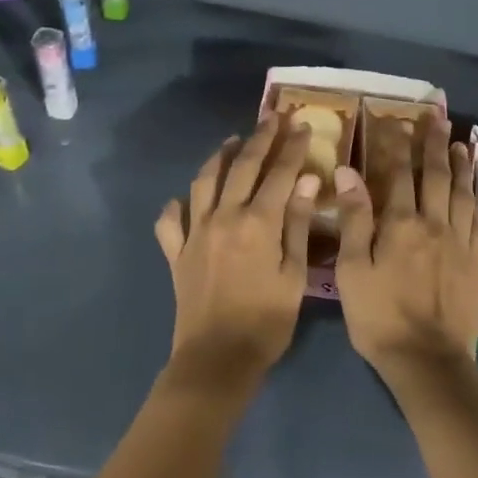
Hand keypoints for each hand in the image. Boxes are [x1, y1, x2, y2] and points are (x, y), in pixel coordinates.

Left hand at [155, 116, 319, 381]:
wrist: (217, 360)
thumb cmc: (266, 321)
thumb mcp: (294, 275)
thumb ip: (297, 224)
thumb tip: (307, 179)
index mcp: (258, 223)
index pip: (279, 172)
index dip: (293, 146)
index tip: (302, 124)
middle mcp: (224, 217)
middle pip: (243, 167)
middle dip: (261, 138)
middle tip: (273, 117)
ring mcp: (195, 233)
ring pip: (204, 181)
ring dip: (221, 157)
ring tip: (233, 142)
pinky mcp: (176, 253)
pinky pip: (171, 220)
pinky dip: (178, 205)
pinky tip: (185, 199)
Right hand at [333, 115, 477, 379]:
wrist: (427, 359)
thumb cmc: (379, 316)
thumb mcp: (352, 269)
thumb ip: (354, 218)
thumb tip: (348, 172)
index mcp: (402, 223)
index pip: (398, 172)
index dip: (395, 143)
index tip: (393, 120)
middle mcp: (435, 223)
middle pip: (436, 174)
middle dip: (435, 143)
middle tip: (437, 118)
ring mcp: (461, 242)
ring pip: (463, 193)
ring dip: (462, 165)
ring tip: (461, 144)